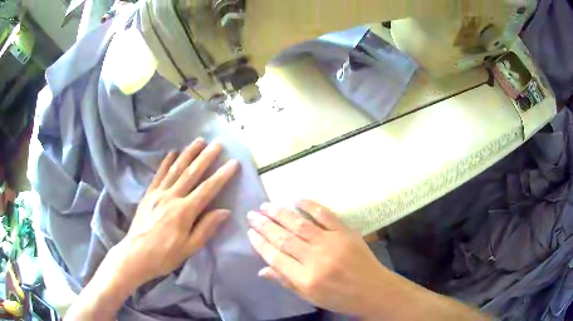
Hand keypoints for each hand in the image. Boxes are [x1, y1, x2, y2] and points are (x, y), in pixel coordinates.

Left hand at [65, 138, 239, 320]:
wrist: (135, 255)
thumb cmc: (165, 255)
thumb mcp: (189, 248)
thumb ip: (206, 228)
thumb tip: (225, 211)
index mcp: (184, 212)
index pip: (207, 189)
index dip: (222, 175)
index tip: (233, 162)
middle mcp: (171, 197)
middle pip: (191, 173)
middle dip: (206, 157)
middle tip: (217, 143)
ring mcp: (158, 194)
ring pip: (176, 169)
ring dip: (188, 153)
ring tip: (198, 141)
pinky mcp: (148, 194)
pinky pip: (159, 174)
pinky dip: (166, 162)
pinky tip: (173, 153)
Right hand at [247, 200, 488, 319]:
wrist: (373, 290)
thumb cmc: (340, 298)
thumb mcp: (310, 296)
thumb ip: (285, 281)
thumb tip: (261, 269)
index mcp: (305, 278)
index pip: (275, 256)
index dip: (260, 243)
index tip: (250, 232)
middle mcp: (315, 259)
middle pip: (283, 238)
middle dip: (265, 225)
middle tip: (252, 214)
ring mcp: (331, 242)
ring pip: (299, 224)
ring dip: (280, 213)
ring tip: (266, 205)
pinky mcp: (345, 232)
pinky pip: (325, 215)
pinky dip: (310, 205)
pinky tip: (297, 199)